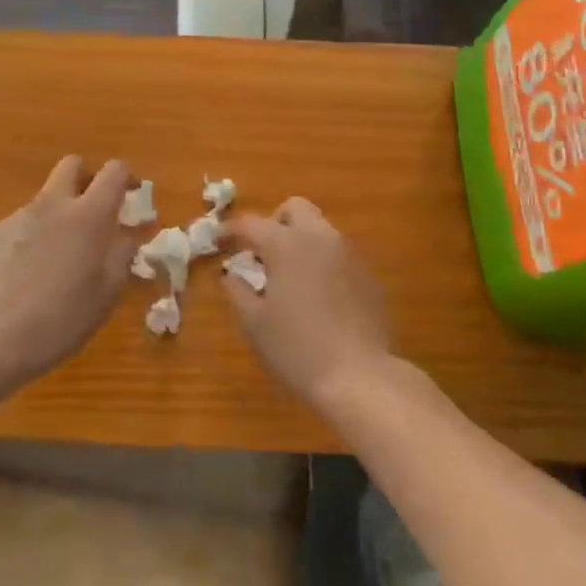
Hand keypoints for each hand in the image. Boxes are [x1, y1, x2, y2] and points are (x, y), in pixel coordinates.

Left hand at [0, 156, 133, 383]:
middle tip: (95, 212)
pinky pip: (22, 224)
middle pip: (73, 165)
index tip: (131, 197)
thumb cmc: (61, 318)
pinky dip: (34, 237)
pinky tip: (28, 276)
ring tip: (59, 259)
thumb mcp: (106, 293)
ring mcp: (19, 217)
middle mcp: (53, 205)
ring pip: (46, 198)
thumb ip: (122, 256)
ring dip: (59, 214)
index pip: (114, 171)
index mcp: (88, 216)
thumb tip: (131, 235)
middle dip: (88, 179)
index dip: (126, 178)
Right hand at [221, 198, 391, 410]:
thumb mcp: (255, 323)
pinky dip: (321, 261)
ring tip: (288, 276)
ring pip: (320, 229)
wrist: (360, 376)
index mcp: (286, 244)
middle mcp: (319, 237)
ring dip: (300, 241)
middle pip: (294, 209)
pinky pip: (338, 254)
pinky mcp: (368, 274)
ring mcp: (349, 253)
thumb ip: (237, 290)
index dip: (229, 230)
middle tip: (261, 253)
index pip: (251, 224)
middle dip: (274, 223)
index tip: (217, 241)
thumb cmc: (297, 349)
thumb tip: (231, 274)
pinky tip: (317, 295)